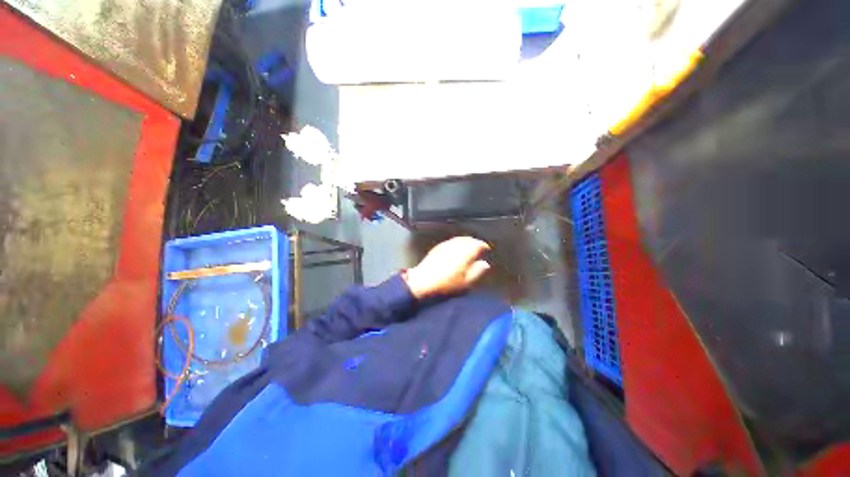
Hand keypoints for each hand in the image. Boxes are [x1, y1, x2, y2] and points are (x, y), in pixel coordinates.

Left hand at [403, 236, 490, 298]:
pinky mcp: (437, 247)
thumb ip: (478, 271)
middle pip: (468, 239)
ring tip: (468, 248)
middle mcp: (456, 245)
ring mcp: (445, 245)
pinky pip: (450, 242)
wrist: (423, 281)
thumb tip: (485, 264)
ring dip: (466, 242)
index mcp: (465, 252)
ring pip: (459, 239)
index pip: (478, 244)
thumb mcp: (466, 282)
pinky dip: (456, 243)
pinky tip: (455, 249)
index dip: (484, 246)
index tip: (487, 250)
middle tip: (479, 248)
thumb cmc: (447, 283)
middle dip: (475, 242)